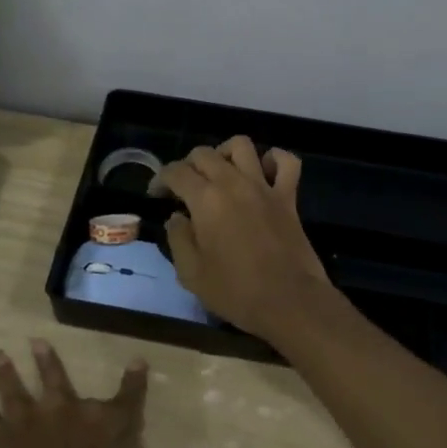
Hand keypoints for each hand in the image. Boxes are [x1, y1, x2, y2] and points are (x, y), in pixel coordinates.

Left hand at [0, 341, 162, 447]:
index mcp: (100, 426)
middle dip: (48, 360)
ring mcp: (27, 420)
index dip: (134, 381)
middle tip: (37, 341)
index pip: (126, 400)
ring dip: (7, 372)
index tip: (137, 360)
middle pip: (57, 379)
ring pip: (16, 388)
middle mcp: (64, 412)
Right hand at [157, 136, 335, 342]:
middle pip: (205, 153)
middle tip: (184, 188)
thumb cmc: (235, 291)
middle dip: (188, 165)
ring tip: (219, 172)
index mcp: (206, 200)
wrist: (290, 302)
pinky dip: (274, 159)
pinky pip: (287, 162)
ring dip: (225, 153)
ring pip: (242, 145)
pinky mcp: (288, 197)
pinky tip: (263, 171)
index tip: (156, 194)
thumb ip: (178, 238)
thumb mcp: (191, 273)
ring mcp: (264, 187)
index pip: (176, 172)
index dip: (160, 179)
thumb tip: (177, 218)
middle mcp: (233, 183)